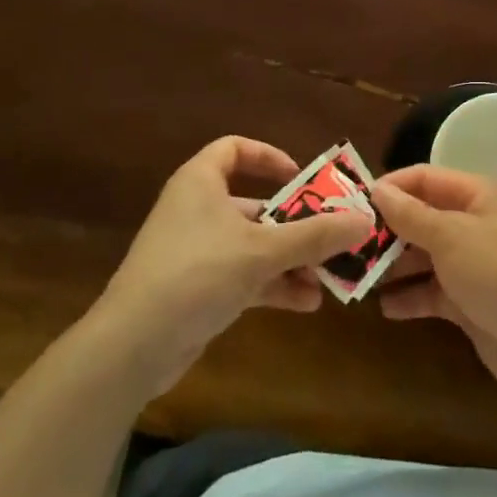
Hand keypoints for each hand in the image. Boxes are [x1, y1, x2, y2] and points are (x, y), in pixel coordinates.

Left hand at [96, 137, 372, 392]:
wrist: (131, 347)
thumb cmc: (196, 274)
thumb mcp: (262, 251)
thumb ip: (315, 236)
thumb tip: (365, 219)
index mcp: (202, 182)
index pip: (235, 149)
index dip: (269, 157)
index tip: (301, 178)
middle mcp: (198, 210)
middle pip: (255, 205)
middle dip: (296, 224)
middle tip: (333, 236)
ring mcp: (196, 252)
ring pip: (254, 245)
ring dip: (291, 260)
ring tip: (328, 278)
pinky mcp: (197, 289)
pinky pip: (244, 276)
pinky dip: (273, 285)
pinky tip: (307, 303)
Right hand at [371, 165, 496, 403]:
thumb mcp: (453, 237)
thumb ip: (412, 215)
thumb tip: (377, 189)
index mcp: (478, 196)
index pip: (426, 179)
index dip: (391, 187)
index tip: (353, 202)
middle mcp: (474, 224)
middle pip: (422, 218)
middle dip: (386, 230)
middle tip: (346, 244)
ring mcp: (473, 265)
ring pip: (423, 257)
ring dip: (393, 265)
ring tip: (356, 275)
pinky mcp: (470, 304)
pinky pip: (431, 293)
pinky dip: (409, 298)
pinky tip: (384, 307)